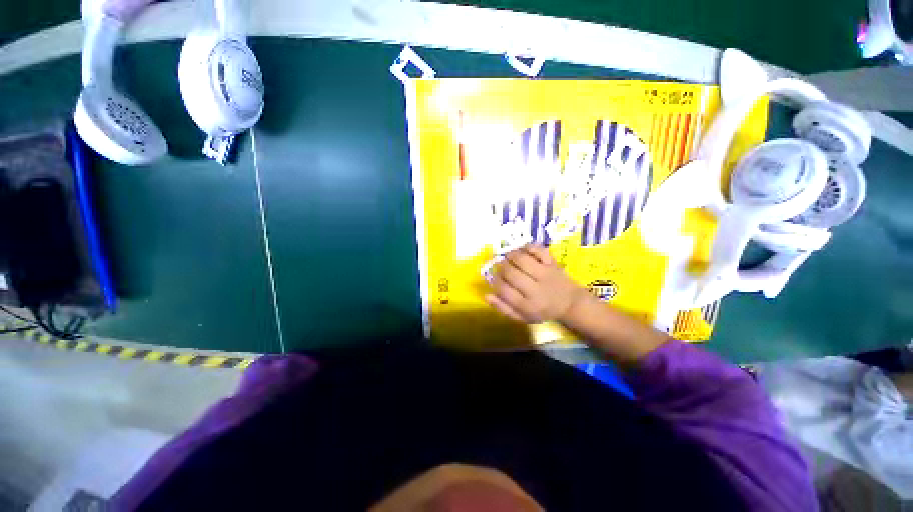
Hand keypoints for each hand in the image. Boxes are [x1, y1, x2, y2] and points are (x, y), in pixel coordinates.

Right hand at [485, 244, 585, 323]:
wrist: (570, 303)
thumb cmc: (542, 311)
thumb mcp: (522, 317)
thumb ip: (503, 308)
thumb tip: (486, 295)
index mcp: (527, 305)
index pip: (503, 290)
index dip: (495, 282)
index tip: (495, 280)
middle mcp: (536, 289)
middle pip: (510, 273)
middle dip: (500, 268)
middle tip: (500, 267)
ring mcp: (545, 274)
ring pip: (521, 259)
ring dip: (510, 256)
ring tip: (508, 258)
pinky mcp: (552, 263)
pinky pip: (537, 250)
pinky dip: (527, 247)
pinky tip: (522, 251)